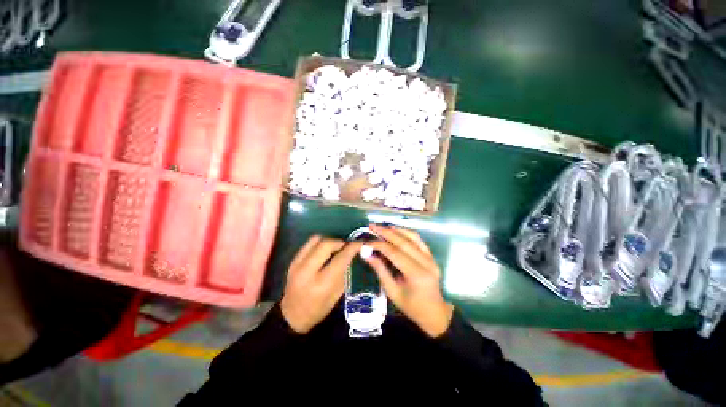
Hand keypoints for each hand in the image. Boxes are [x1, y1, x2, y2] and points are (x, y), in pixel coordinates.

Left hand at [280, 236, 361, 333]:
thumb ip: (344, 272)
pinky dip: (319, 243)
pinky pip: (308, 244)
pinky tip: (324, 251)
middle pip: (326, 244)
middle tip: (346, 246)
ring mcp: (297, 264)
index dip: (352, 248)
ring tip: (335, 248)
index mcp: (322, 284)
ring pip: (316, 240)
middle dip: (340, 242)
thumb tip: (351, 254)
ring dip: (329, 241)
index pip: (340, 258)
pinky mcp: (292, 261)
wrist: (292, 315)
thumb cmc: (318, 309)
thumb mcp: (336, 294)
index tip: (360, 243)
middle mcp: (308, 271)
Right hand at [365, 225, 453, 337]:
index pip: (395, 253)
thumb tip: (367, 254)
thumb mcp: (392, 292)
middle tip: (372, 226)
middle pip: (403, 241)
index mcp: (416, 274)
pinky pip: (418, 240)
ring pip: (412, 237)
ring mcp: (431, 258)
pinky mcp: (431, 256)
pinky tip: (396, 231)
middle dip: (385, 232)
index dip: (379, 245)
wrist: (434, 313)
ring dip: (396, 229)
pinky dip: (406, 233)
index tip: (366, 242)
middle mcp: (426, 262)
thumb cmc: (411, 307)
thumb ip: (380, 271)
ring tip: (382, 227)